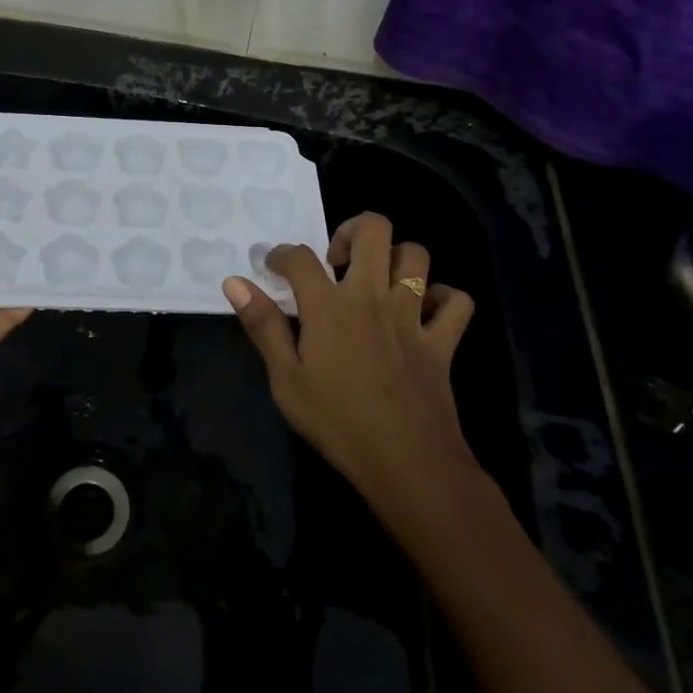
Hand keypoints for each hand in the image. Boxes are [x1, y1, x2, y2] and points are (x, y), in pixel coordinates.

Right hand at [223, 213, 476, 508]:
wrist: (406, 463)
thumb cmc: (337, 422)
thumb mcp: (286, 380)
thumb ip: (263, 326)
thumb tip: (235, 282)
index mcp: (330, 307)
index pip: (301, 257)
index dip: (283, 254)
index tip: (275, 266)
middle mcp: (372, 297)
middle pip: (374, 230)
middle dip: (352, 230)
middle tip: (338, 259)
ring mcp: (412, 316)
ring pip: (416, 256)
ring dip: (396, 258)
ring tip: (378, 280)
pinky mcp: (442, 340)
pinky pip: (457, 301)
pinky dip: (444, 298)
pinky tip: (426, 311)